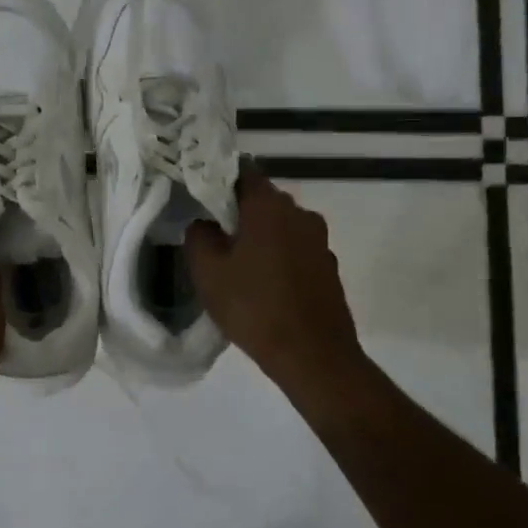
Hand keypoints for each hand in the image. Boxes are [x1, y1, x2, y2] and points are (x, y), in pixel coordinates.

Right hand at [186, 167, 364, 392]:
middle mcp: (300, 213)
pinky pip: (296, 250)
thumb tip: (204, 223)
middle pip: (262, 200)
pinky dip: (279, 257)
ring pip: (281, 226)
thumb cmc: (254, 307)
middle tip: (213, 234)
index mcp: (269, 206)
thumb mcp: (208, 272)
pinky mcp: (328, 266)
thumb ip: (198, 236)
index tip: (201, 196)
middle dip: (238, 212)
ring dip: (260, 237)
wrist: (313, 356)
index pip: (242, 171)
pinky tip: (263, 284)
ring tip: (236, 264)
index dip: (219, 179)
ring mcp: (319, 240)